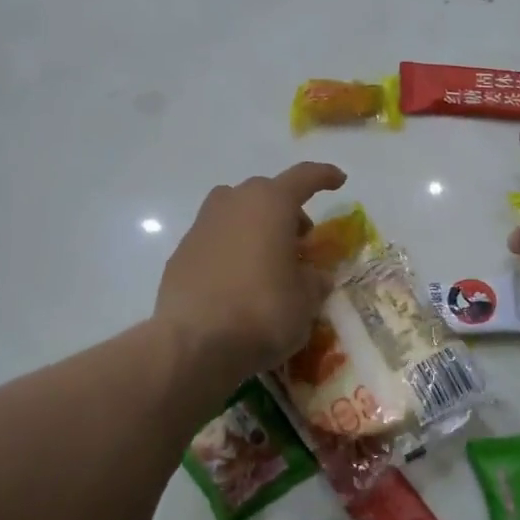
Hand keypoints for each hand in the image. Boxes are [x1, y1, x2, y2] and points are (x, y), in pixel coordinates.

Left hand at [155, 162, 346, 386]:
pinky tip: (237, 282)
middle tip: (300, 242)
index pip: (304, 177)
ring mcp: (202, 225)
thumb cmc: (262, 311)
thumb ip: (314, 281)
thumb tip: (314, 277)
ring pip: (236, 213)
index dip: (324, 176)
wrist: (193, 342)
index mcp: (270, 203)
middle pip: (266, 194)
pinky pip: (215, 240)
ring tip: (267, 261)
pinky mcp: (181, 252)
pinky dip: (231, 250)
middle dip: (287, 211)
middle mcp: (233, 203)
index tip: (339, 180)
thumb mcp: (305, 301)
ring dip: (255, 227)